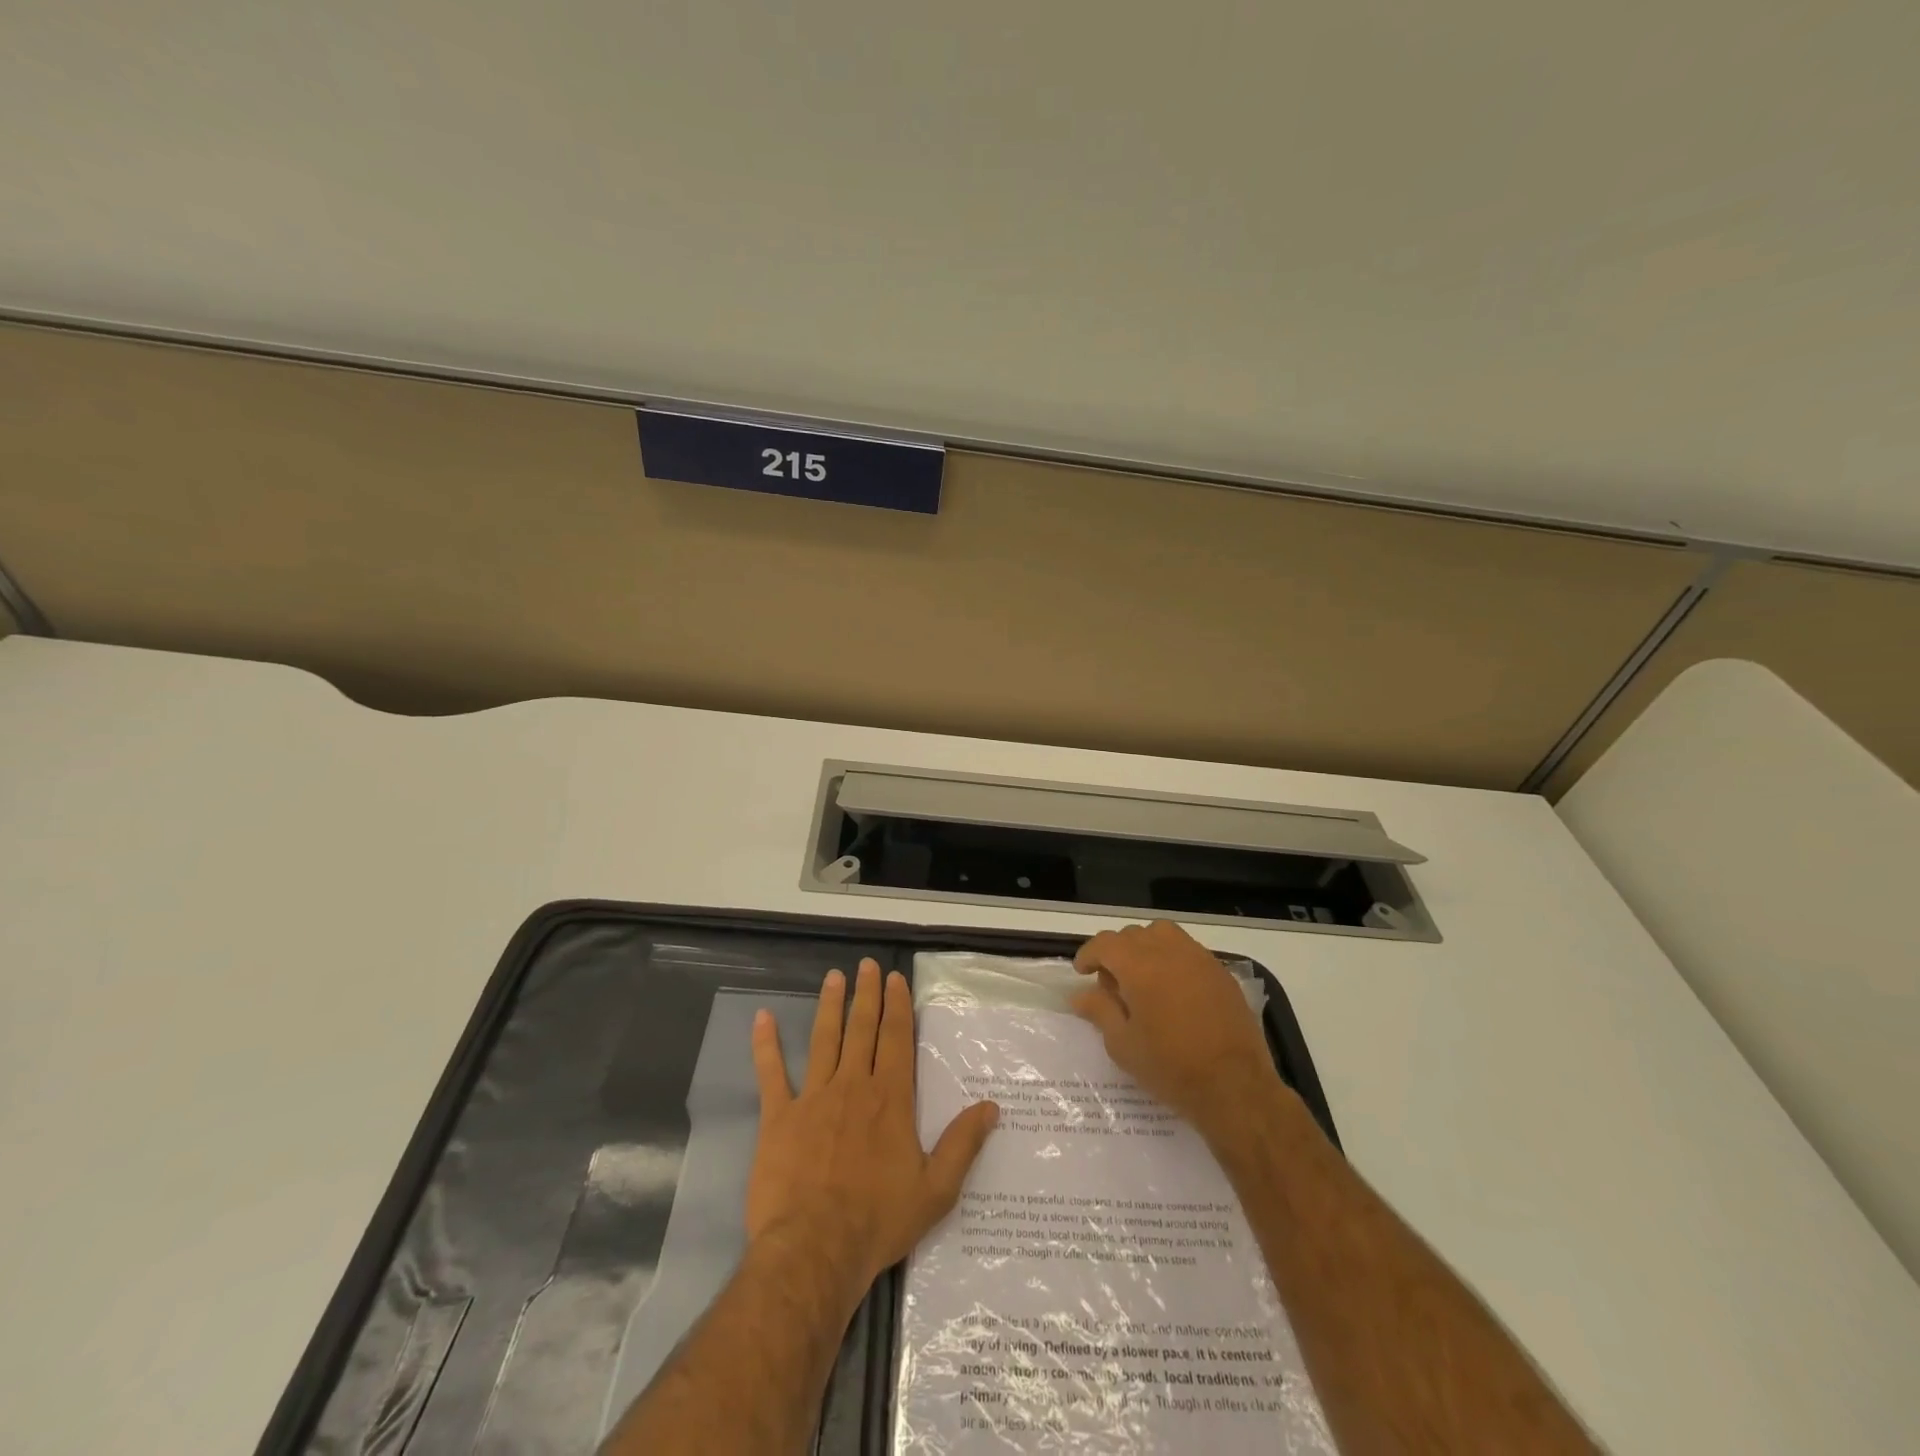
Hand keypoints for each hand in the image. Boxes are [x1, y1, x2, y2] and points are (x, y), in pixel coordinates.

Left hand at [748, 959, 999, 1301]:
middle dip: (866, 994)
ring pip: (824, 1039)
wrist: (815, 1249)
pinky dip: (766, 1044)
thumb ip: (963, 1144)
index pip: (896, 1039)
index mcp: (890, 1099)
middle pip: (862, 1029)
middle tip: (866, 965)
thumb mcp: (935, 1190)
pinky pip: (771, 1073)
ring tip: (833, 977)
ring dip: (829, 1006)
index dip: (897, 1006)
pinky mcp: (779, 1117)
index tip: (895, 979)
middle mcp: (853, 1086)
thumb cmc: (878, 1220)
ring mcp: (813, 1097)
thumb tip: (991, 1107)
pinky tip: (761, 1018)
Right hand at [1071, 920, 1280, 1145]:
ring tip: (1144, 978)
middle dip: (1116, 952)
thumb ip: (1100, 1011)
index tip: (1082, 972)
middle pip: (1133, 935)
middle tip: (1112, 984)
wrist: (1236, 1087)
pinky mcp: (1221, 972)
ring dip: (1146, 947)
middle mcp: (1169, 952)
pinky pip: (1188, 950)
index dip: (1089, 954)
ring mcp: (1199, 959)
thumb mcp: (1123, 1045)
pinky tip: (1174, 990)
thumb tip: (1080, 994)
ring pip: (1163, 934)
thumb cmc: (1171, 1068)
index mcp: (1139, 967)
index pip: (1105, 943)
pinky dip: (1172, 958)